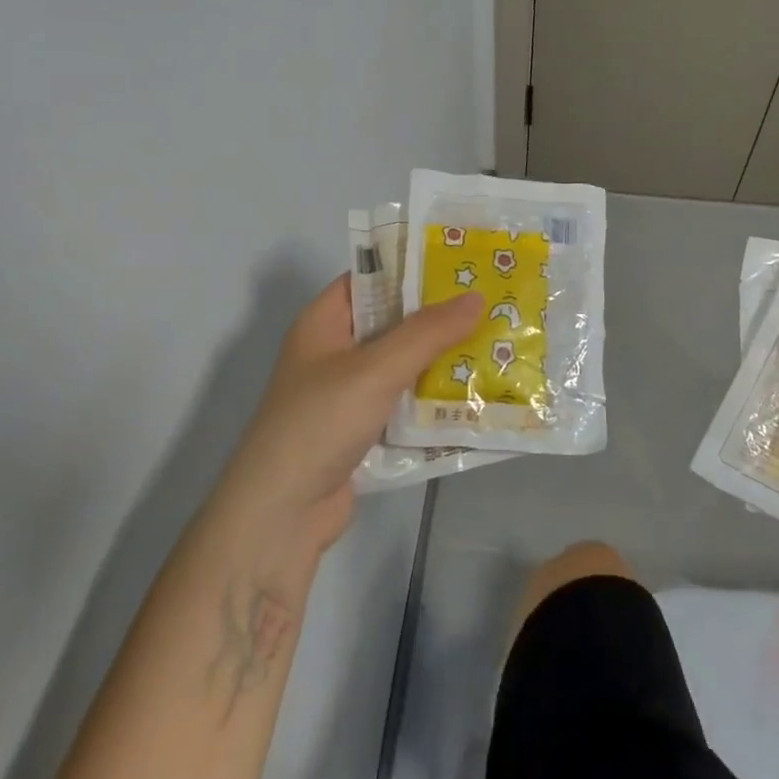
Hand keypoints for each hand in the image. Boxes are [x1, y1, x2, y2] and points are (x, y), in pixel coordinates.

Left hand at [209, 276, 482, 579]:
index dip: (411, 267)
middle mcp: (334, 353)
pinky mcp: (363, 431)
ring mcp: (348, 395)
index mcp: (323, 323)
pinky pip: (404, 405)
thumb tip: (477, 298)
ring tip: (496, 344)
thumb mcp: (375, 369)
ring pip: (403, 366)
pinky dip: (433, 401)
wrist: (282, 515)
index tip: (462, 263)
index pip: (370, 278)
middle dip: (438, 317)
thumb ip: (427, 332)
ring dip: (442, 360)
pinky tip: (475, 396)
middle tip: (493, 303)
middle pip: (392, 323)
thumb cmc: (321, 423)